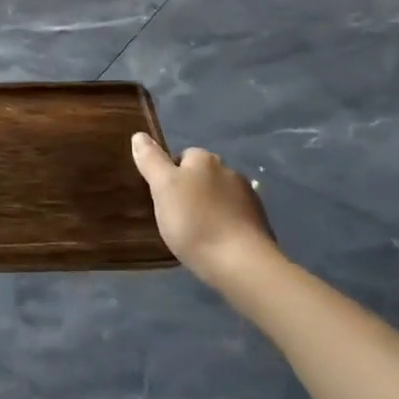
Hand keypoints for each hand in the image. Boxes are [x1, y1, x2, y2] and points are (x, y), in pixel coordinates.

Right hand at [131, 133, 275, 287]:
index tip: (163, 198)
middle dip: (191, 191)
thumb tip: (139, 135)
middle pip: (202, 176)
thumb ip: (151, 160)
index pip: (182, 156)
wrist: (241, 263)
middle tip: (176, 217)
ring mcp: (248, 197)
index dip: (170, 176)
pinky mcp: (260, 222)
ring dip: (209, 208)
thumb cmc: (194, 222)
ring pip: (219, 197)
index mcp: (204, 159)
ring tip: (196, 234)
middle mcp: (228, 170)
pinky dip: (225, 226)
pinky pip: (234, 217)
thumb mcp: (163, 188)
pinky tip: (216, 244)